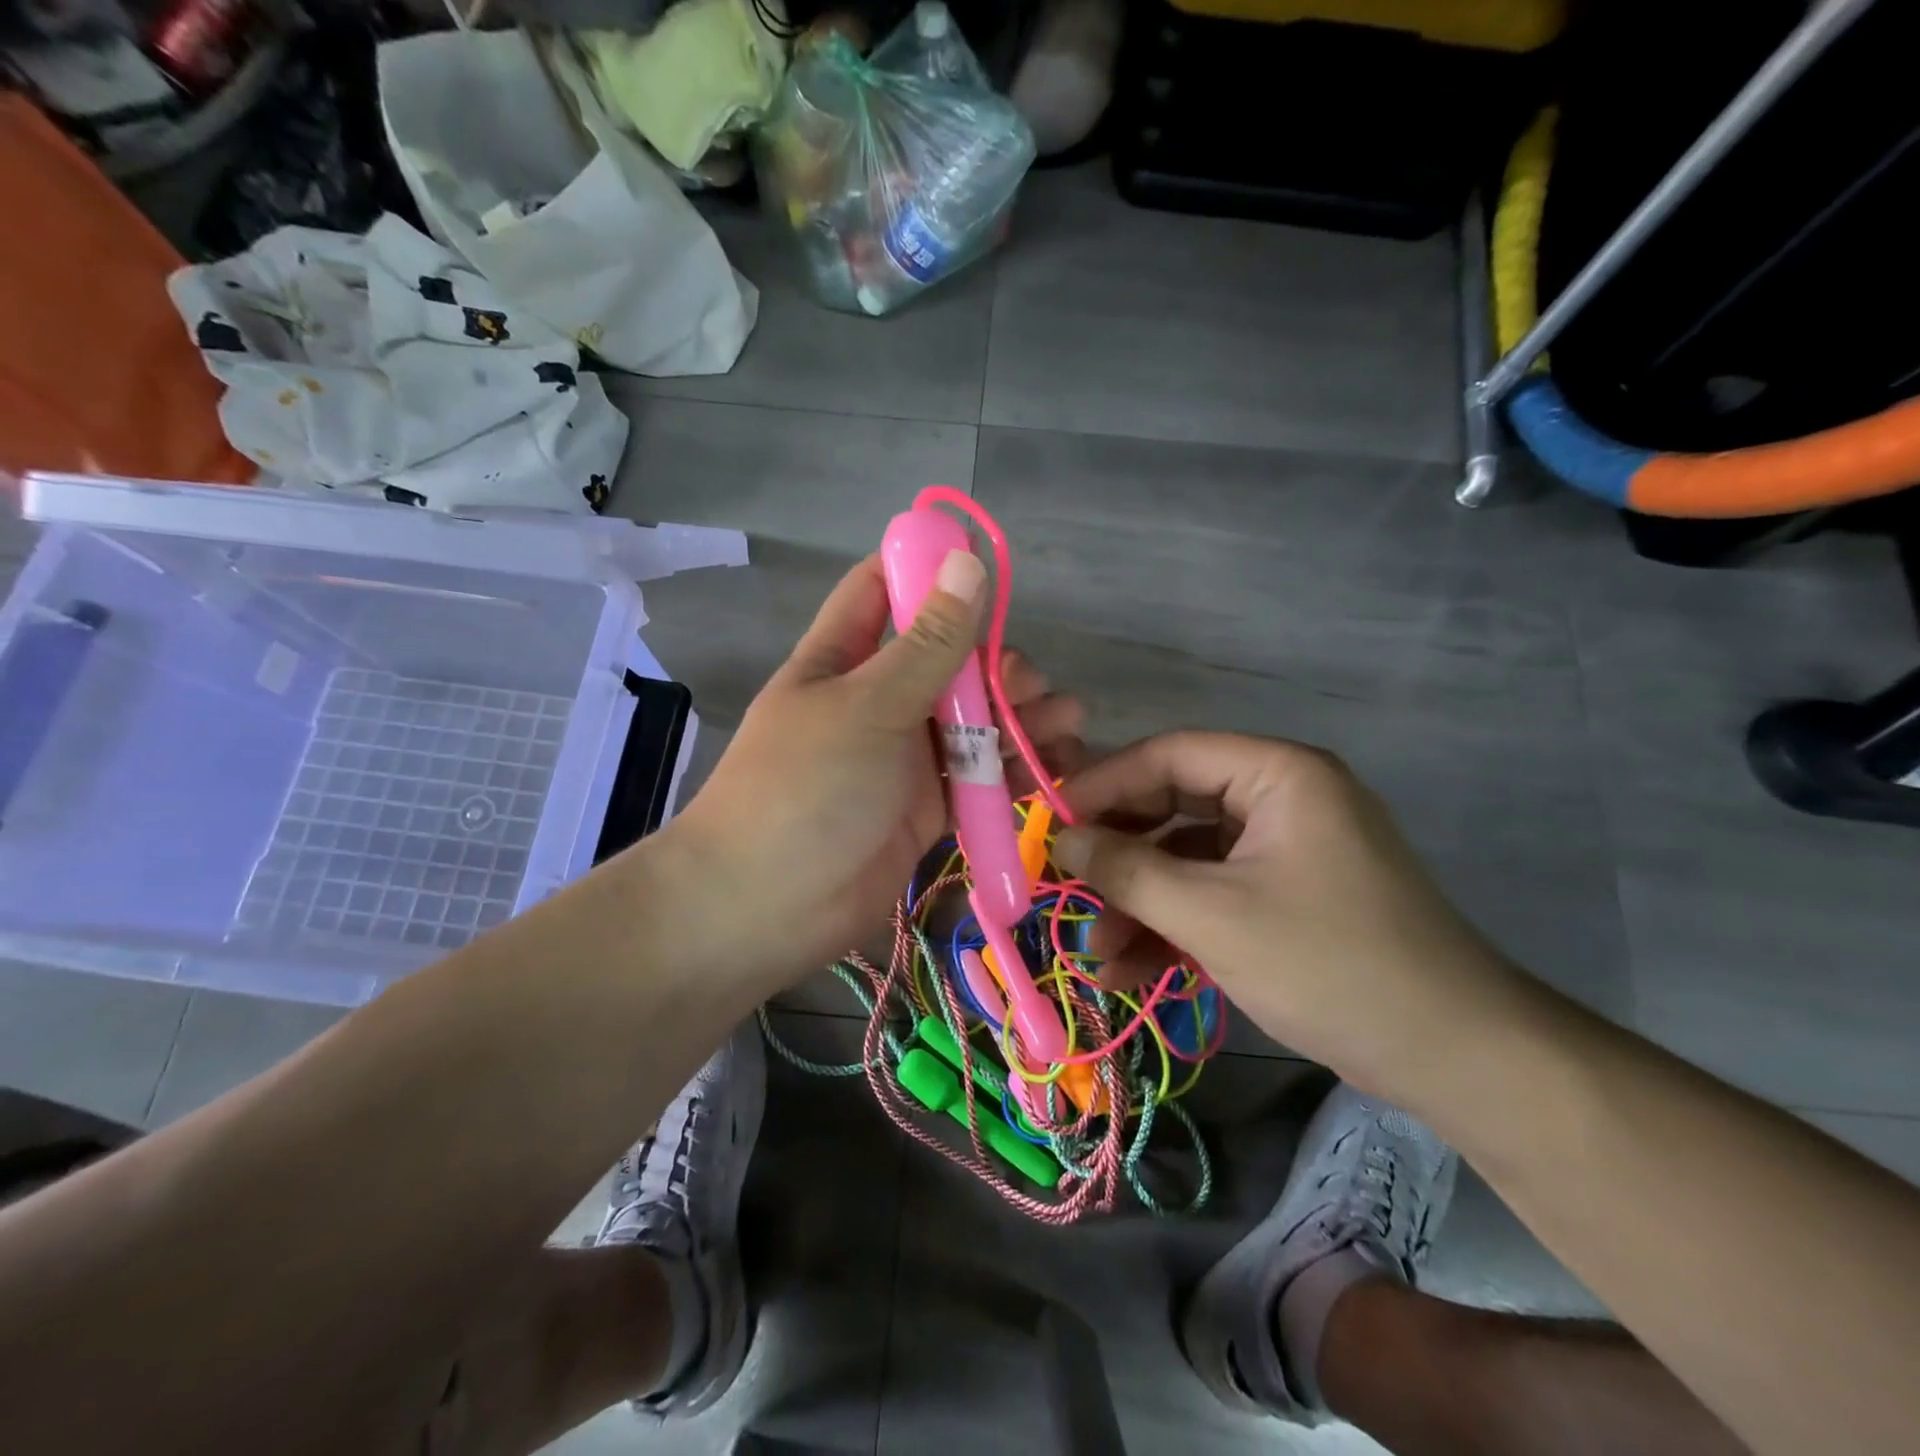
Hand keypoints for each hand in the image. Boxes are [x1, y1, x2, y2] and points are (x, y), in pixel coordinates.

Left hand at [665, 552, 1084, 987]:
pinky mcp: (925, 809)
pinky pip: (976, 779)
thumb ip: (928, 643)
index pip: (881, 591)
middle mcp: (875, 701)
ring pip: (970, 723)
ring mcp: (902, 759)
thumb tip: (966, 561)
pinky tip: (1053, 766)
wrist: (765, 908)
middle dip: (995, 664)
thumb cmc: (806, 788)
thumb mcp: (869, 706)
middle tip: (1032, 685)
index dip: (926, 568)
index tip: (983, 561)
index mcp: (842, 659)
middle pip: (945, 663)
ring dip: (1017, 718)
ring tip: (1065, 722)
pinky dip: (1012, 772)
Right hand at [1054, 731, 1525, 1104]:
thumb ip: (1128, 869)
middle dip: (1119, 856)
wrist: (1455, 1058)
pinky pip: (1213, 894)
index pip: (1168, 755)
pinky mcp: (1285, 896)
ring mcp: (1283, 850)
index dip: (1102, 785)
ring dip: (1139, 903)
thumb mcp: (1212, 916)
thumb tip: (1061, 837)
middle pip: (1173, 806)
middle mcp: (1280, 798)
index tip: (1049, 823)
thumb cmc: (1330, 964)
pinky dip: (1174, 926)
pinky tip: (1131, 969)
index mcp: (1277, 774)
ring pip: (1187, 858)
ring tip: (1097, 952)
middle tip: (1066, 886)